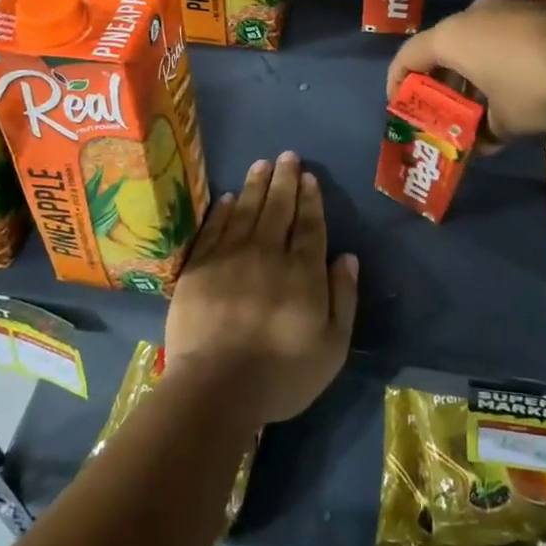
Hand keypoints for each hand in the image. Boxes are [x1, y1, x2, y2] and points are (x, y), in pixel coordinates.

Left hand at [165, 152, 357, 427]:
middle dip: (285, 180)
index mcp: (302, 271)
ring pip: (246, 210)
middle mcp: (267, 253)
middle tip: (287, 156)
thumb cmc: (281, 375)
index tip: (309, 177)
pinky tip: (227, 197)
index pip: (309, 225)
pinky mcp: (199, 268)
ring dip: (255, 185)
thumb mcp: (332, 347)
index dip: (310, 199)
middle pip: (278, 208)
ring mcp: (230, 257)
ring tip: (262, 164)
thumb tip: (347, 257)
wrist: (216, 389)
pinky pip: (213, 229)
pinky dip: (222, 210)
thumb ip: (343, 298)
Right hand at [387, 0, 545, 139]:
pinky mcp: (539, 12)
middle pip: (443, 49)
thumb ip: (486, 130)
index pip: (407, 56)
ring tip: (484, 108)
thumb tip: (483, 142)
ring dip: (474, 75)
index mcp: (452, 37)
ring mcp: (509, 9)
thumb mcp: (506, 120)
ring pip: (477, 43)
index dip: (398, 83)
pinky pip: (506, 39)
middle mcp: (474, 15)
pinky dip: (501, 64)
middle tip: (446, 113)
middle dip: (442, 83)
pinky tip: (519, 90)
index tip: (401, 107)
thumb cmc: (535, 87)